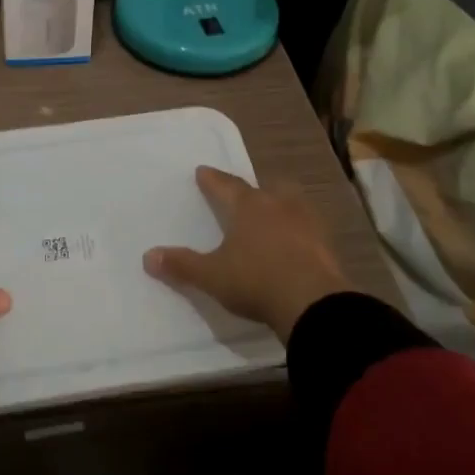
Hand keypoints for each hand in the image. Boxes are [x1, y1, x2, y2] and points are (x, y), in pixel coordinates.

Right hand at [143, 166, 349, 340]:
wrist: (314, 303)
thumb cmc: (256, 281)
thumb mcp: (212, 276)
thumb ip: (182, 265)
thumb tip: (147, 256)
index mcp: (248, 206)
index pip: (225, 185)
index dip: (212, 180)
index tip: (202, 171)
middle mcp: (278, 205)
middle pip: (266, 188)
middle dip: (254, 190)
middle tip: (246, 194)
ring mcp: (307, 222)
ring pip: (292, 203)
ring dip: (281, 206)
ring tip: (273, 215)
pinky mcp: (326, 244)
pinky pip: (308, 228)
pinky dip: (299, 231)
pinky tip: (295, 243)